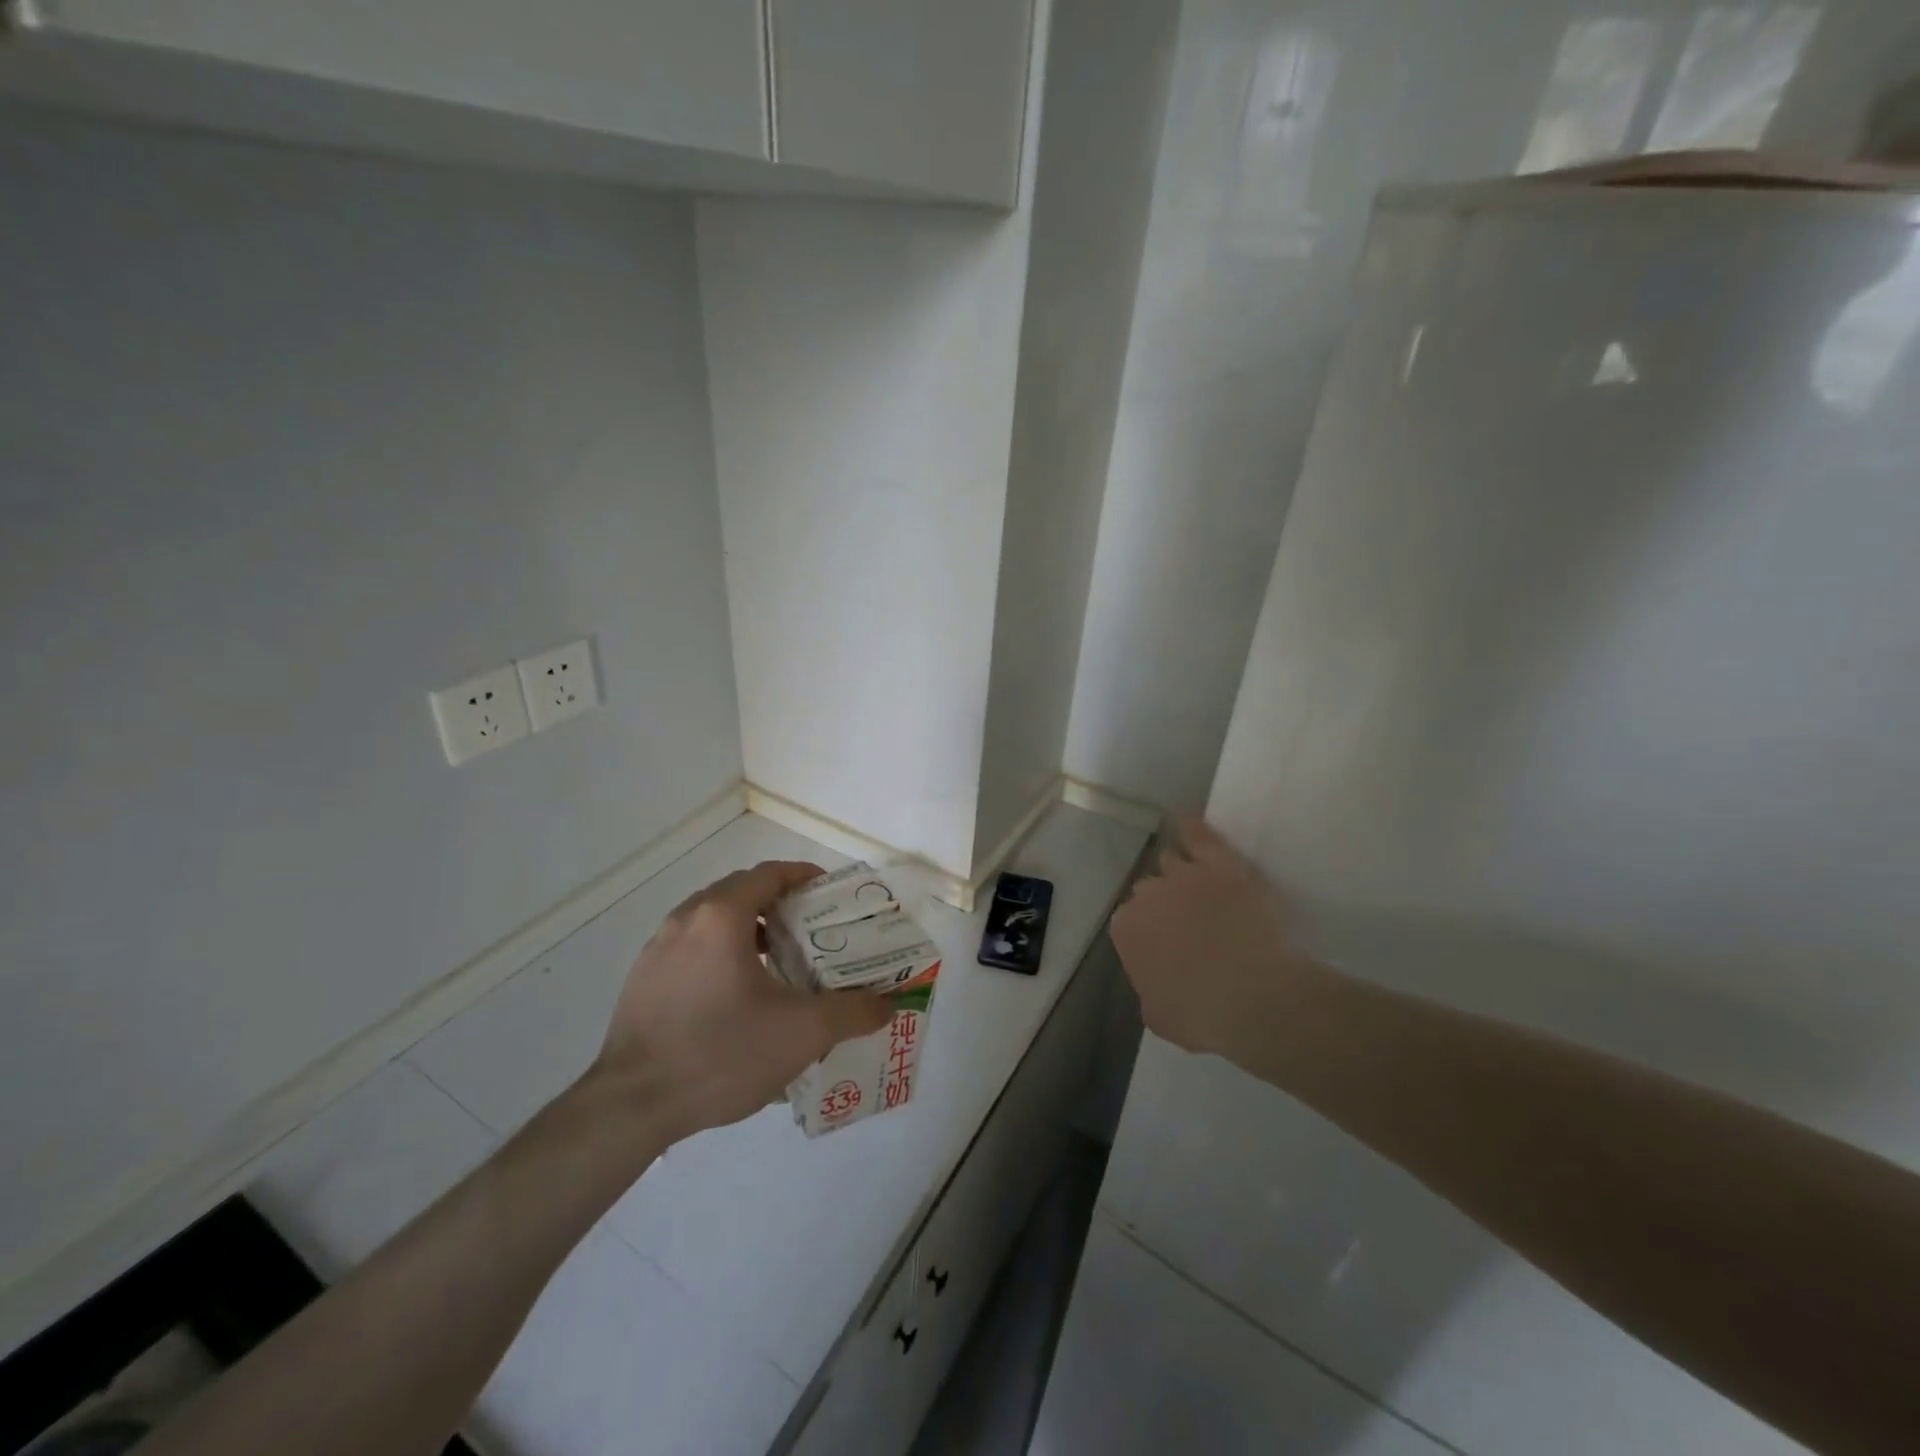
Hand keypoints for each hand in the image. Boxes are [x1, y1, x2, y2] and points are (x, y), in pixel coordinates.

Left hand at [591, 861, 893, 1139]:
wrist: (632, 1105)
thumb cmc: (721, 1053)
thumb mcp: (801, 1033)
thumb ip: (851, 1013)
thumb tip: (887, 1005)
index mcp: (722, 916)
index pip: (769, 873)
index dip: (803, 876)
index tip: (830, 894)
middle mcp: (687, 919)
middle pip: (741, 891)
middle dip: (779, 903)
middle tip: (812, 930)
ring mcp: (658, 949)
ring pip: (712, 920)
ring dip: (749, 928)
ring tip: (778, 962)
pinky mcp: (642, 979)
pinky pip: (691, 947)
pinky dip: (720, 952)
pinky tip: (736, 996)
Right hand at [1110, 818, 1325, 1062]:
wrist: (1257, 998)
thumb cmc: (1205, 1016)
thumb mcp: (1159, 1017)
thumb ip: (1147, 988)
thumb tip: (1153, 978)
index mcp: (1127, 930)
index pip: (1130, 921)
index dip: (1149, 932)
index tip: (1167, 945)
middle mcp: (1147, 895)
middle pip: (1148, 889)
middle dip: (1163, 902)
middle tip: (1188, 922)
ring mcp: (1184, 875)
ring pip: (1171, 860)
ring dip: (1178, 872)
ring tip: (1198, 885)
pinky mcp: (1221, 864)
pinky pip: (1199, 835)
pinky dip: (1191, 830)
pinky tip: (1188, 824)